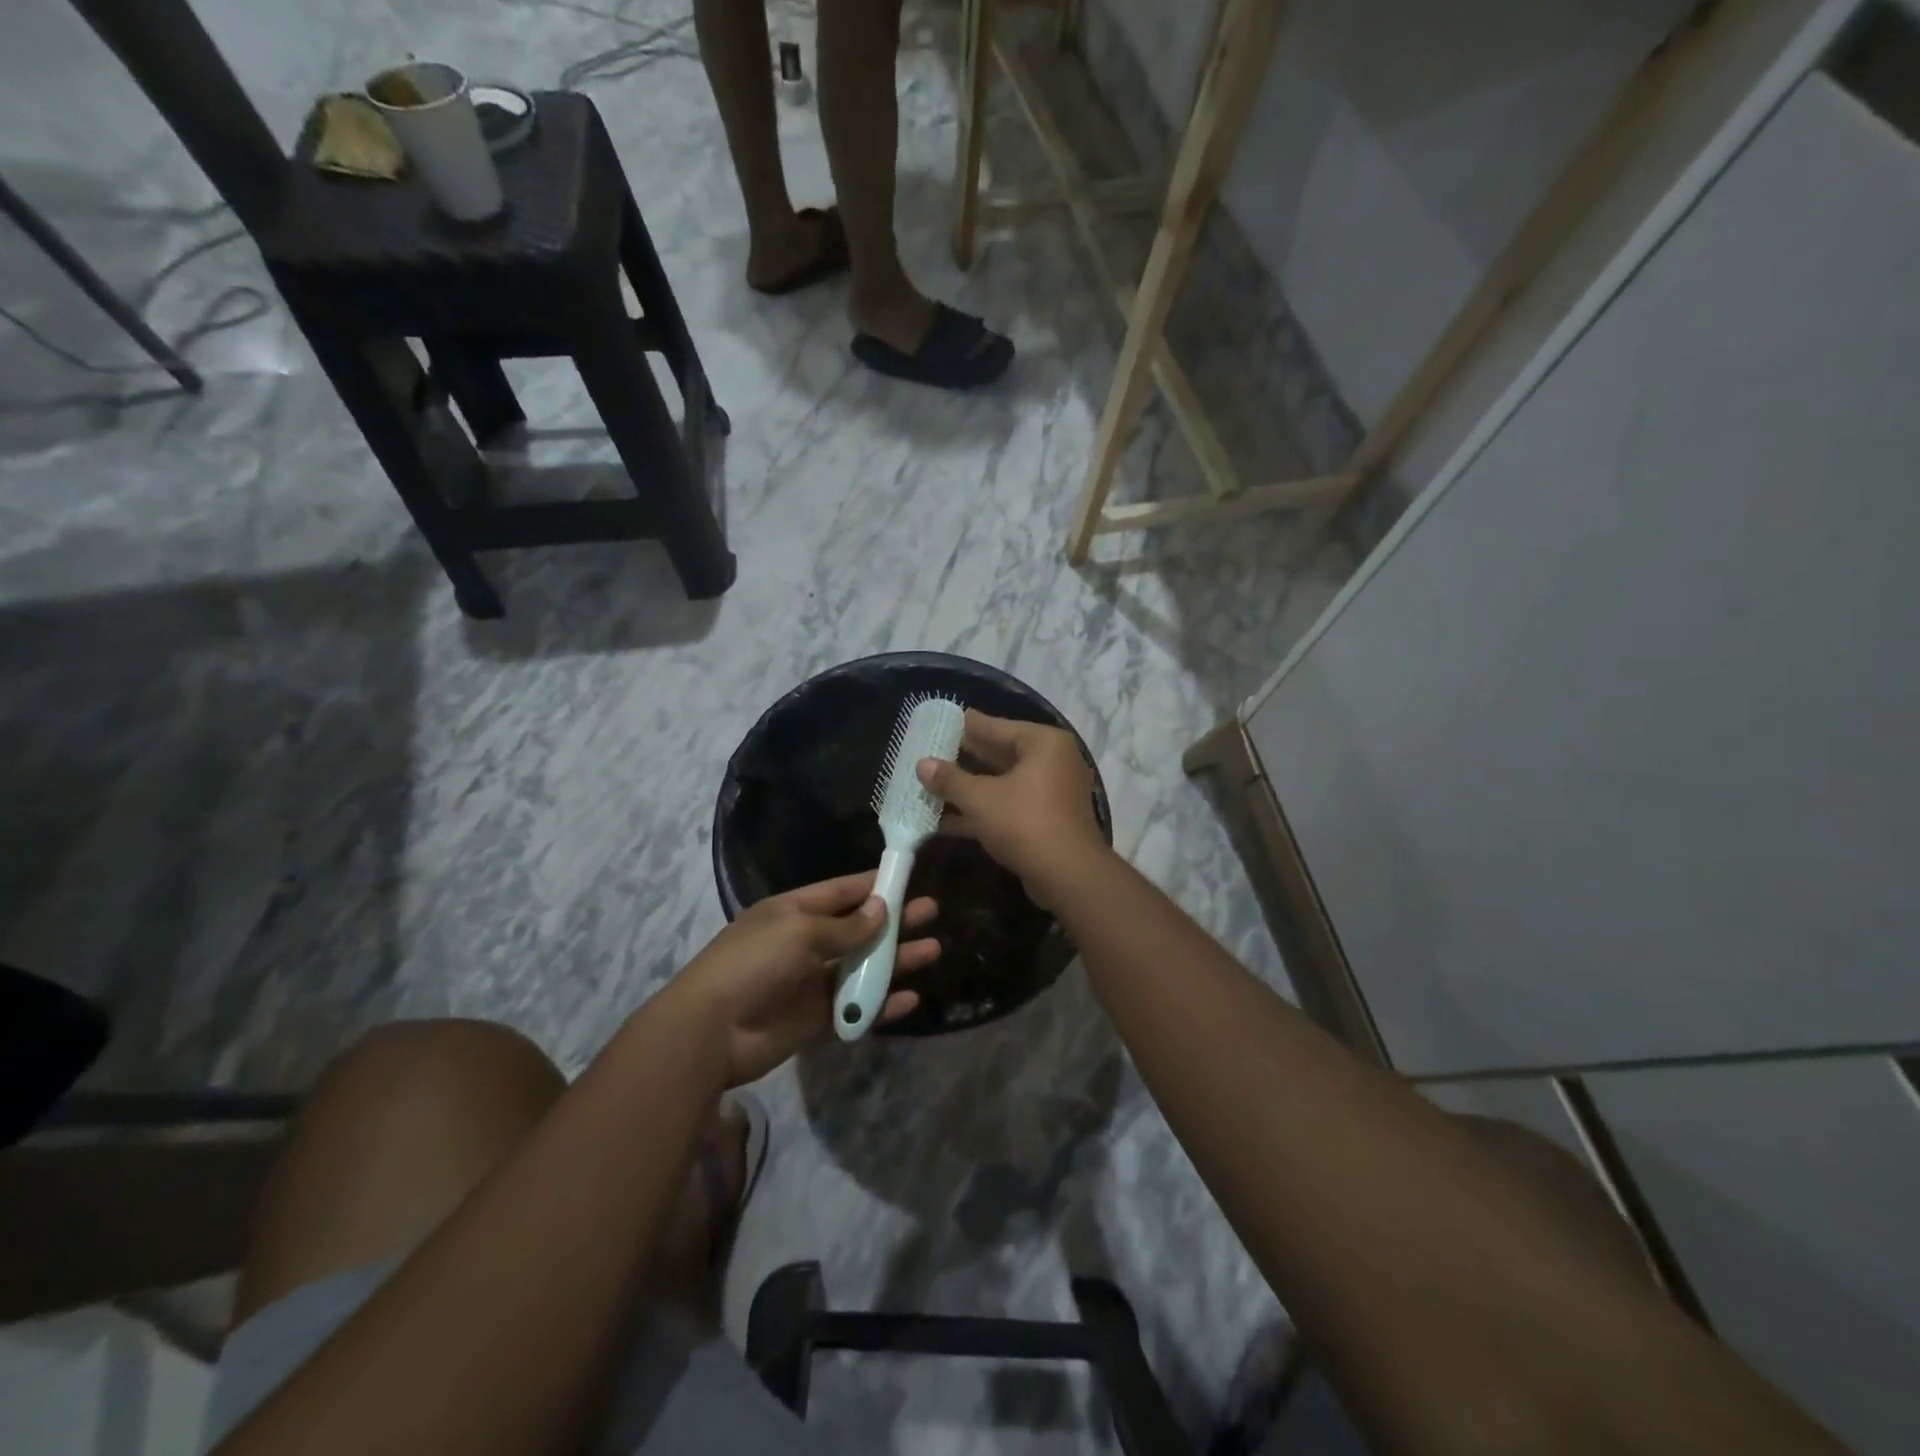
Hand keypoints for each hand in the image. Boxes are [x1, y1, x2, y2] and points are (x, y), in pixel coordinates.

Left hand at [669, 872, 938, 1085]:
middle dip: (895, 919)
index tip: (909, 876)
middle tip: (932, 911)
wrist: (712, 1030)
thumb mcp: (800, 932)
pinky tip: (911, 998)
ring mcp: (812, 982)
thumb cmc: (755, 962)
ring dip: (896, 959)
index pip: (843, 891)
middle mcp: (807, 943)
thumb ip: (846, 926)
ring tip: (934, 950)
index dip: (875, 884)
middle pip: (859, 928)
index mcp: (796, 912)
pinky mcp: (817, 1019)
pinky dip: (882, 1004)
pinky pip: (856, 1008)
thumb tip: (881, 910)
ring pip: (863, 967)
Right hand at [916, 710, 1108, 910]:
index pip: (997, 727)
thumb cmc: (1024, 822)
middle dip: (966, 758)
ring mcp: (1052, 793)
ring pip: (1003, 784)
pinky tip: (945, 821)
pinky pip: (1009, 806)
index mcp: (1043, 743)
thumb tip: (922, 764)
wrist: (1067, 875)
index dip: (967, 726)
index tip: (942, 721)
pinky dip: (983, 811)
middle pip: (1001, 754)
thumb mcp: (979, 798)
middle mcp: (1053, 762)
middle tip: (932, 752)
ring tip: (932, 786)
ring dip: (970, 788)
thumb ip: (950, 779)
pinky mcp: (1046, 820)